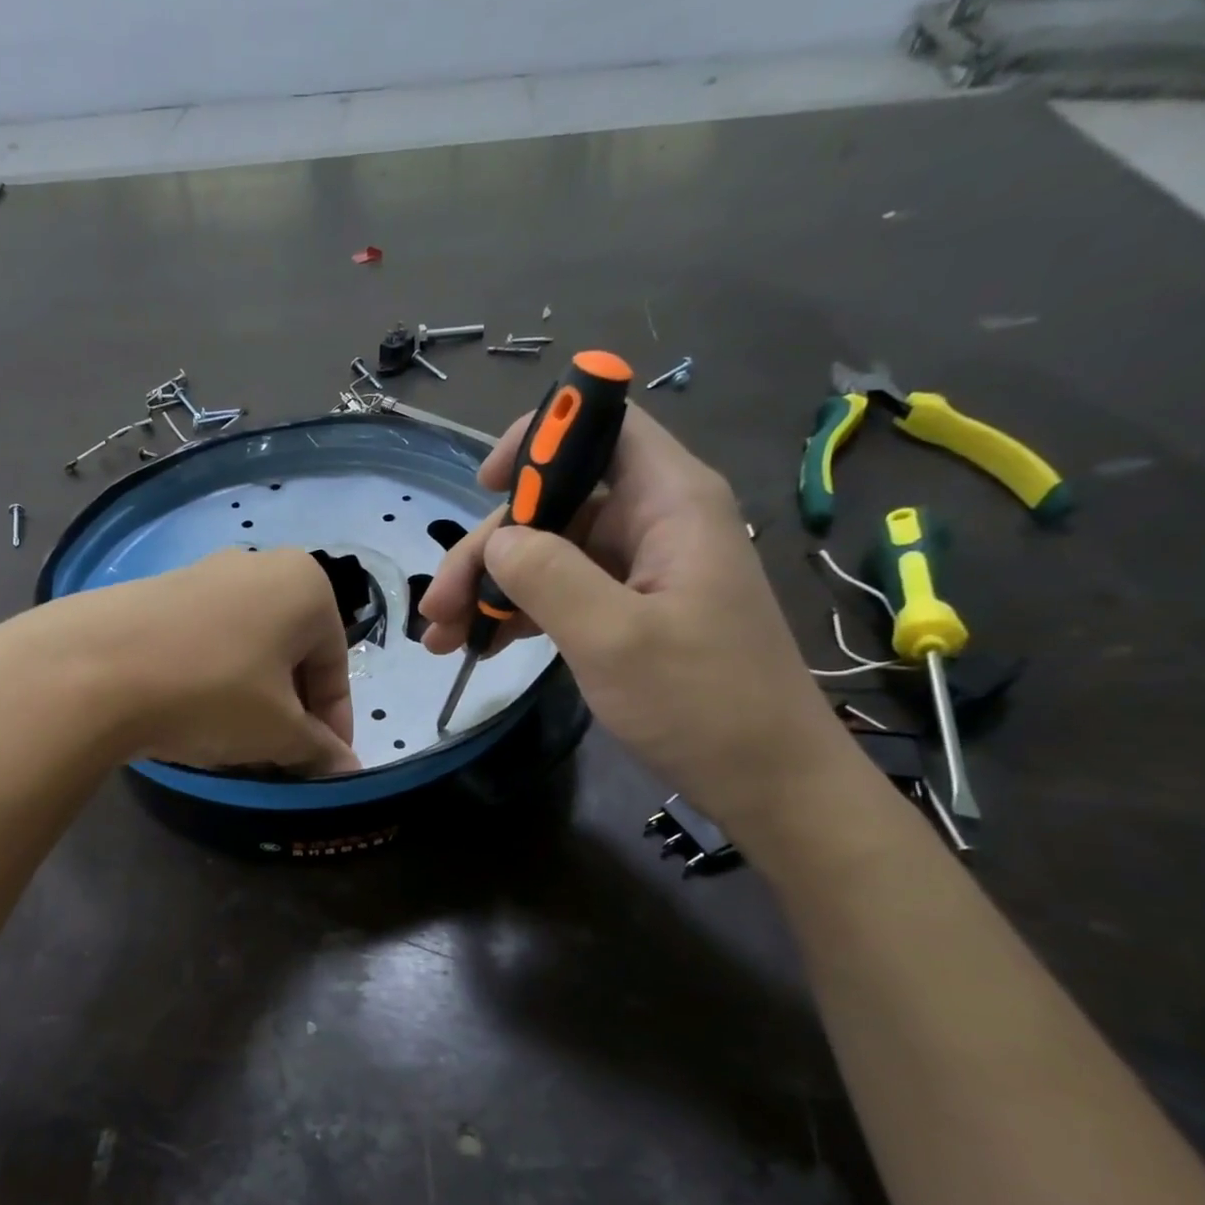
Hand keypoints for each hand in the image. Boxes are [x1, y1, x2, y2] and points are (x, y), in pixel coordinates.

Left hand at [25, 547, 360, 775]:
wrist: (94, 668)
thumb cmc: (213, 692)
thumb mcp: (279, 731)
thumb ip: (319, 749)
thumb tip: (347, 768)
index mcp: (306, 586)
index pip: (335, 666)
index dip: (333, 724)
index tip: (323, 767)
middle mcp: (260, 566)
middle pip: (291, 655)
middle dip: (290, 712)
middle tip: (278, 758)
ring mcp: (204, 574)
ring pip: (248, 649)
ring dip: (252, 699)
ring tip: (233, 742)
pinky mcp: (159, 592)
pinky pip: (206, 641)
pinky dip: (213, 679)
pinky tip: (191, 714)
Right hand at [419, 404, 855, 833]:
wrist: (765, 780)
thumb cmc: (701, 703)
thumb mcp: (612, 637)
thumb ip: (547, 574)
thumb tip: (496, 541)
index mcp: (670, 502)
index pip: (602, 425)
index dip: (539, 437)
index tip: (482, 485)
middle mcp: (655, 522)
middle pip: (554, 502)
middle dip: (489, 548)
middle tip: (439, 608)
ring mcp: (641, 569)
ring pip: (549, 551)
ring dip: (491, 587)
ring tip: (443, 638)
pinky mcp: (630, 610)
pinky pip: (562, 591)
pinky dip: (518, 612)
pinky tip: (481, 645)